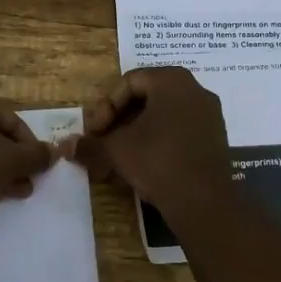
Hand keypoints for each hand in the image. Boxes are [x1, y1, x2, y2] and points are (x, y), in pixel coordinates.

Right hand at [75, 67, 231, 217]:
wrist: (204, 201)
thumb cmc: (157, 160)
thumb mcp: (117, 149)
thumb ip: (90, 144)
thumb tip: (65, 146)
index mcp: (172, 80)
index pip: (129, 82)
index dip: (105, 106)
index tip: (95, 132)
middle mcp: (195, 90)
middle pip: (147, 98)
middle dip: (119, 122)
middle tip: (103, 142)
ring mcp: (209, 115)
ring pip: (162, 118)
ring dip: (136, 135)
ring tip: (118, 159)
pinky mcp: (215, 139)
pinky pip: (178, 133)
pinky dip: (156, 144)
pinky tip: (141, 168)